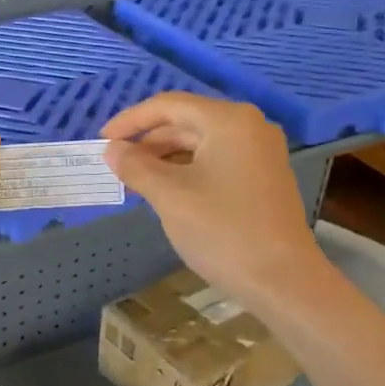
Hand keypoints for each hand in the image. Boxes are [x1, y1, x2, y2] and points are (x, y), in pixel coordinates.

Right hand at [102, 93, 321, 303]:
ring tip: (135, 181)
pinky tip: (166, 192)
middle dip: (147, 141)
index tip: (102, 141)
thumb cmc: (223, 230)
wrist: (282, 279)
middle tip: (116, 165)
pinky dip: (186, 170)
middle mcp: (249, 127)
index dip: (131, 121)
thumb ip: (136, 167)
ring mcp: (260, 153)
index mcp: (228, 121)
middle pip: (186, 122)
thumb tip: (112, 149)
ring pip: (200, 143)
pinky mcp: (263, 178)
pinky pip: (215, 161)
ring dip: (165, 158)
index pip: (169, 105)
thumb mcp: (169, 196)